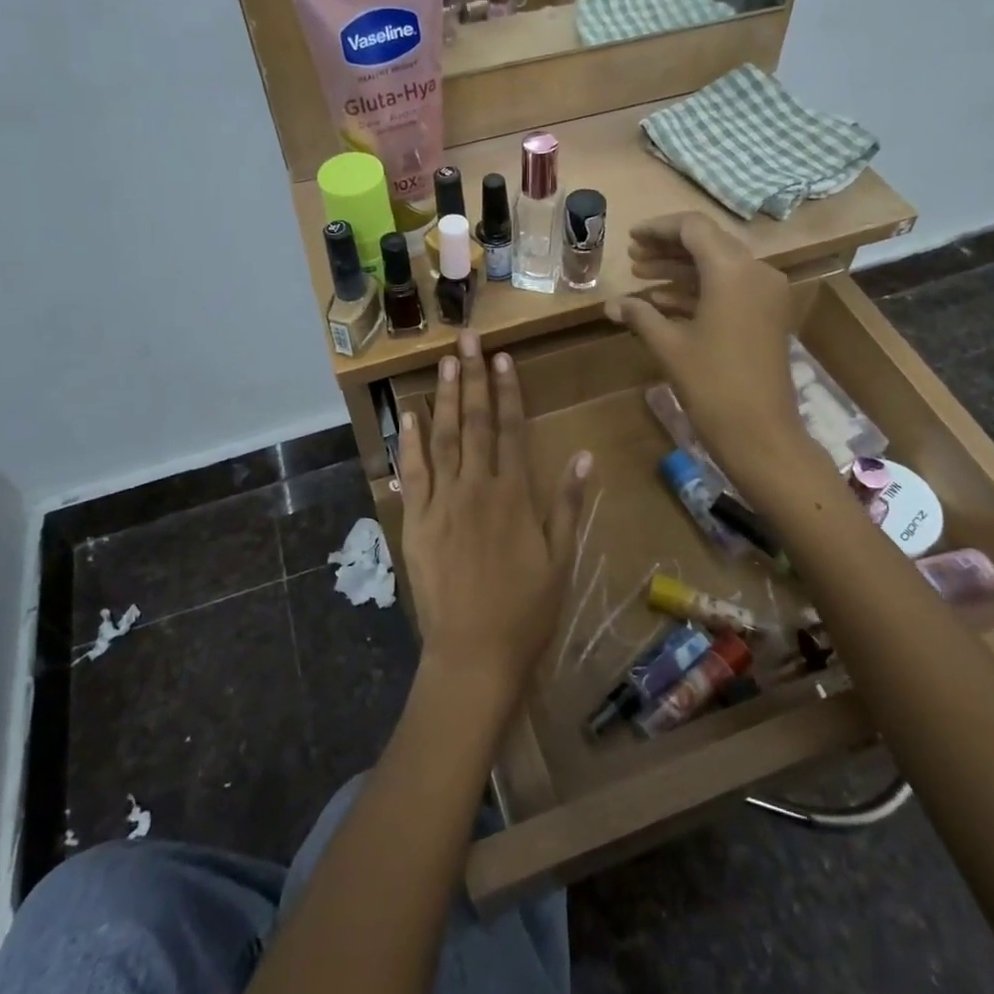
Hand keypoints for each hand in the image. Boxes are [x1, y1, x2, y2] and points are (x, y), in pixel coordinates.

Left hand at [397, 331, 590, 709]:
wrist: (474, 654)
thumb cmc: (526, 610)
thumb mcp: (560, 560)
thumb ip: (567, 505)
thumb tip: (583, 456)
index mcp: (513, 495)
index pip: (510, 429)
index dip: (507, 391)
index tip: (502, 357)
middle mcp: (476, 488)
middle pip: (475, 423)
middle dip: (473, 378)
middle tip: (466, 339)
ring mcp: (442, 503)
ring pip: (442, 439)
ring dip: (444, 399)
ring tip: (444, 364)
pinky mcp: (416, 522)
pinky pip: (412, 475)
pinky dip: (410, 444)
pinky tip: (410, 416)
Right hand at [604, 213, 807, 490]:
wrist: (761, 433)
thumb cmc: (712, 384)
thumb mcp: (669, 345)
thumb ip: (639, 315)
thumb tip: (611, 305)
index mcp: (732, 270)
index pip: (693, 228)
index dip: (659, 229)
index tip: (630, 238)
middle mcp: (755, 272)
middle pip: (707, 244)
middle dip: (668, 249)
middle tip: (632, 258)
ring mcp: (765, 294)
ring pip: (718, 267)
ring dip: (680, 270)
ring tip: (640, 277)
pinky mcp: (766, 315)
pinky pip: (729, 289)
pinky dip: (698, 290)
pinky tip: (662, 303)